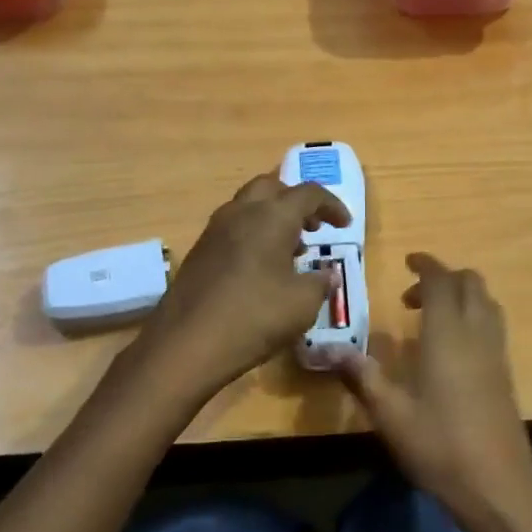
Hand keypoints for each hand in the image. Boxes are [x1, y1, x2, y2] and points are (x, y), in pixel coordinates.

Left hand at [137, 173, 349, 396]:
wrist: (187, 344)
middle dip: (295, 201)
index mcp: (272, 216)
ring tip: (289, 251)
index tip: (344, 225)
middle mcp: (241, 212)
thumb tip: (327, 274)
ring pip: (248, 206)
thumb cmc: (255, 317)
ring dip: (272, 218)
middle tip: (312, 227)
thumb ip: (320, 283)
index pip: (309, 193)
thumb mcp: (303, 304)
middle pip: (271, 187)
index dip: (332, 205)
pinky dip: (252, 236)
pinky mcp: (198, 252)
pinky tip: (260, 270)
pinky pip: (232, 229)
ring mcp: (214, 231)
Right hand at [336, 254, 531, 519]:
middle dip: (444, 278)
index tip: (408, 261)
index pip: (442, 280)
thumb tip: (330, 349)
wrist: (497, 485)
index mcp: (448, 334)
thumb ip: (362, 376)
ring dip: (461, 296)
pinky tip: (449, 349)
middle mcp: (477, 333)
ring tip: (429, 318)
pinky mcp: (505, 373)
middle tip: (411, 296)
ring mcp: (496, 353)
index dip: (426, 264)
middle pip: (471, 282)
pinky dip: (472, 317)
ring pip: (486, 302)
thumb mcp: (390, 413)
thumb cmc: (439, 445)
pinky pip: (492, 325)